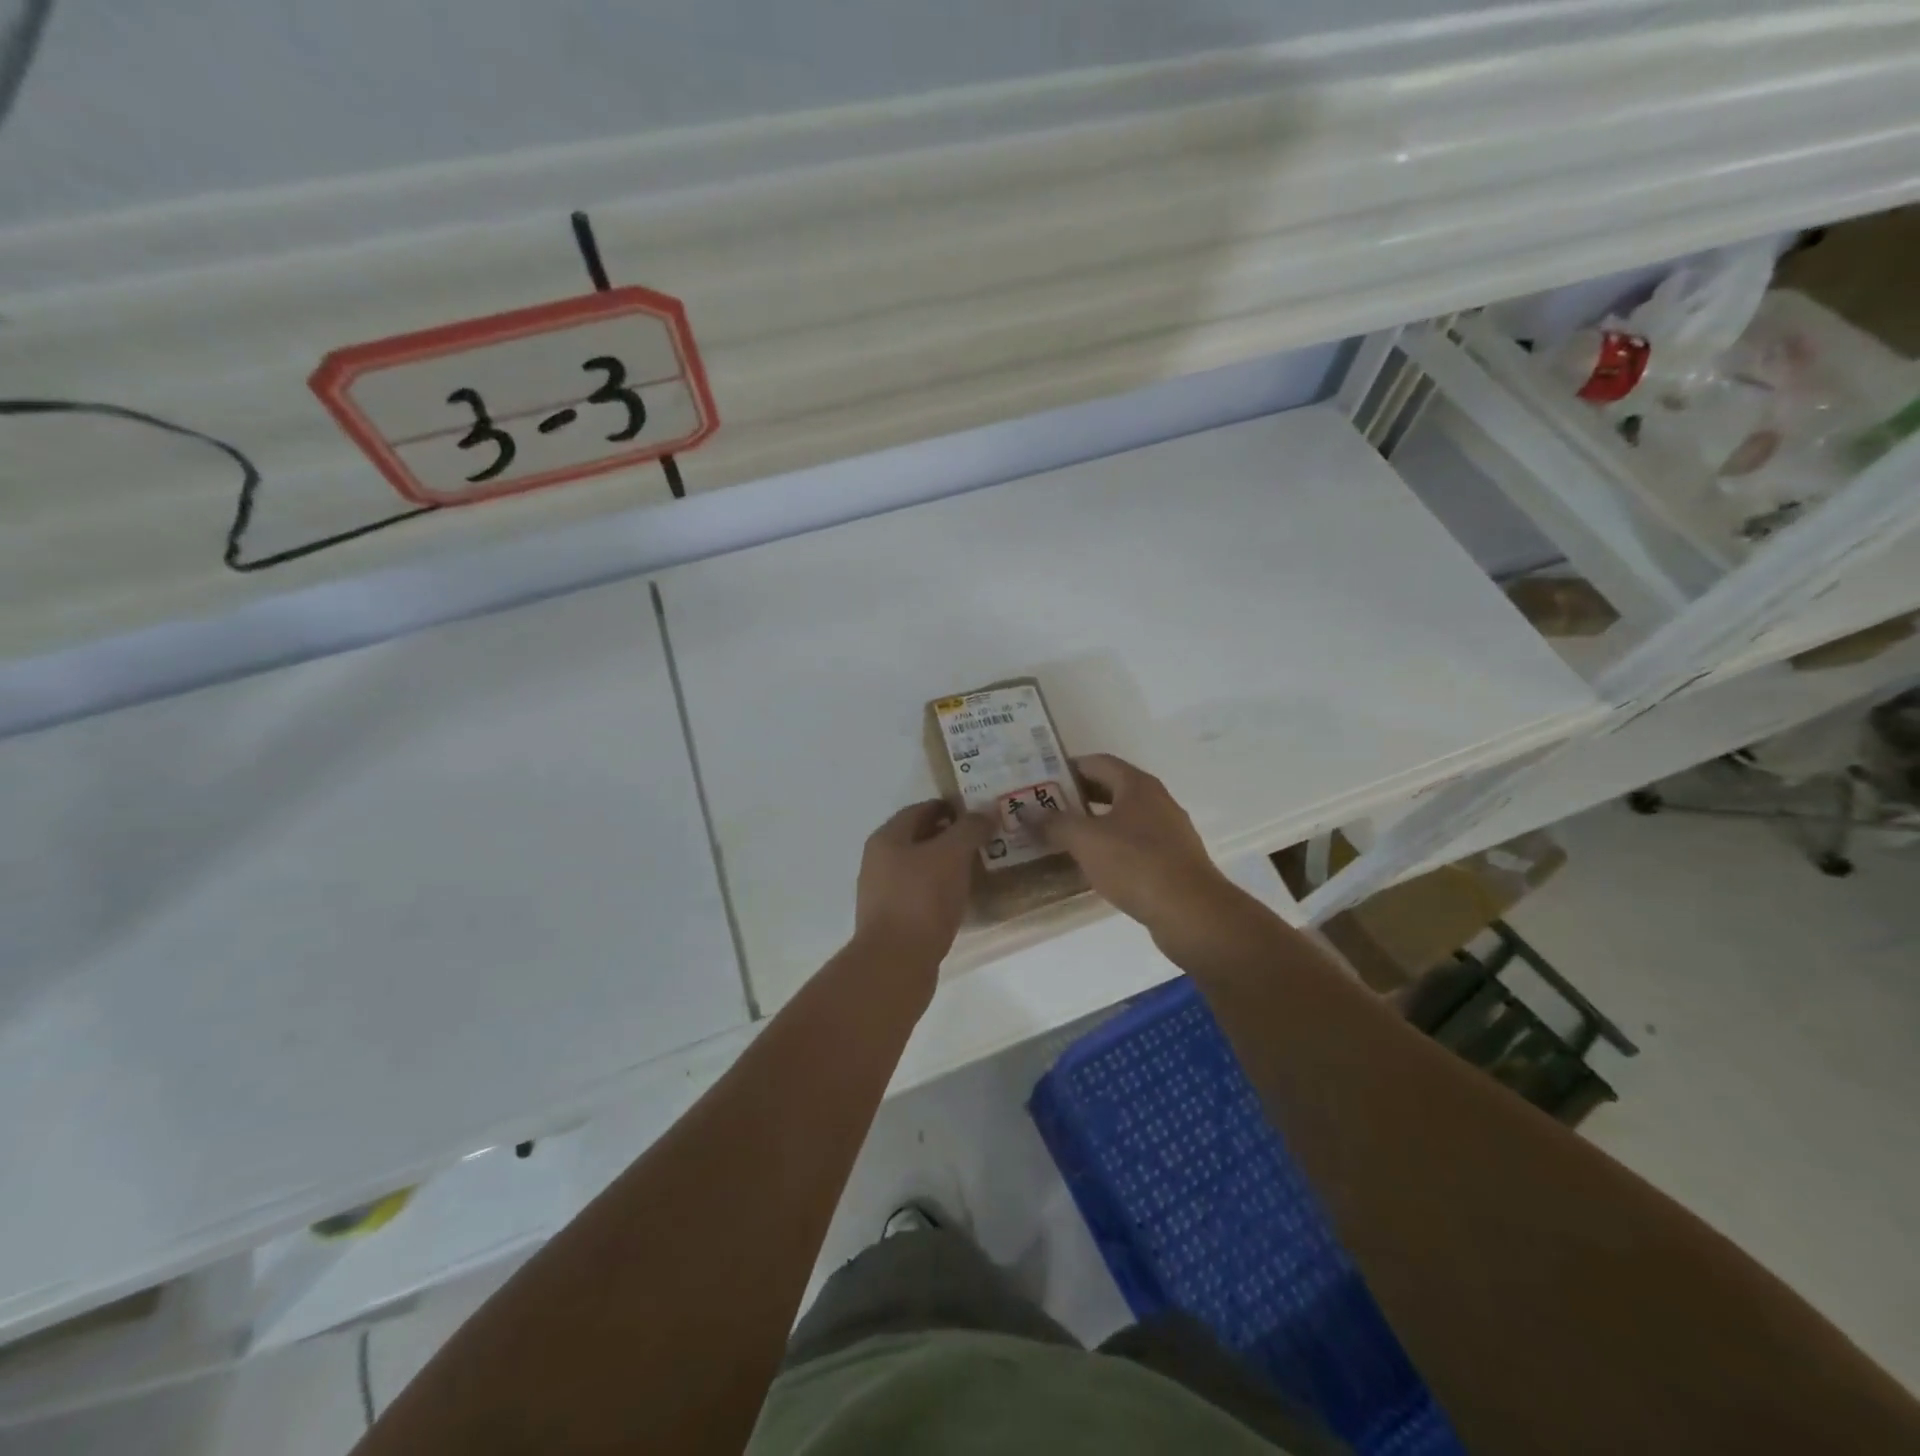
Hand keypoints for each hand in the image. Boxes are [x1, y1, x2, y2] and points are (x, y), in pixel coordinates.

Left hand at [854, 800, 993, 970]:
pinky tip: (962, 899)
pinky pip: (921, 896)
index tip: (978, 813)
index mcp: (887, 838)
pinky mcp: (893, 922)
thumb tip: (985, 812)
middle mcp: (879, 862)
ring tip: (978, 868)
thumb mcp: (951, 855)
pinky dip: (941, 891)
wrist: (896, 963)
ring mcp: (883, 894)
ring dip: (947, 865)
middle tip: (983, 839)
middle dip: (950, 836)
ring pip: (920, 869)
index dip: (949, 807)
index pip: (920, 809)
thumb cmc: (922, 899)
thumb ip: (969, 829)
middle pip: (918, 839)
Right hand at [1041, 754, 1236, 933]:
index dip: (1068, 767)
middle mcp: (1156, 801)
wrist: (1191, 912)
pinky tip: (1091, 865)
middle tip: (1044, 809)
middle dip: (1076, 797)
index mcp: (1137, 785)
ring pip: (1122, 818)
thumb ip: (1054, 823)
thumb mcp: (1086, 840)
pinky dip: (1109, 847)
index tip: (1040, 780)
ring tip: (1061, 837)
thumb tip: (1025, 811)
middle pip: (1110, 789)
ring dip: (1092, 824)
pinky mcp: (1171, 861)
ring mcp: (1167, 832)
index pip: (1097, 762)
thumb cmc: (1136, 864)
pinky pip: (1133, 844)